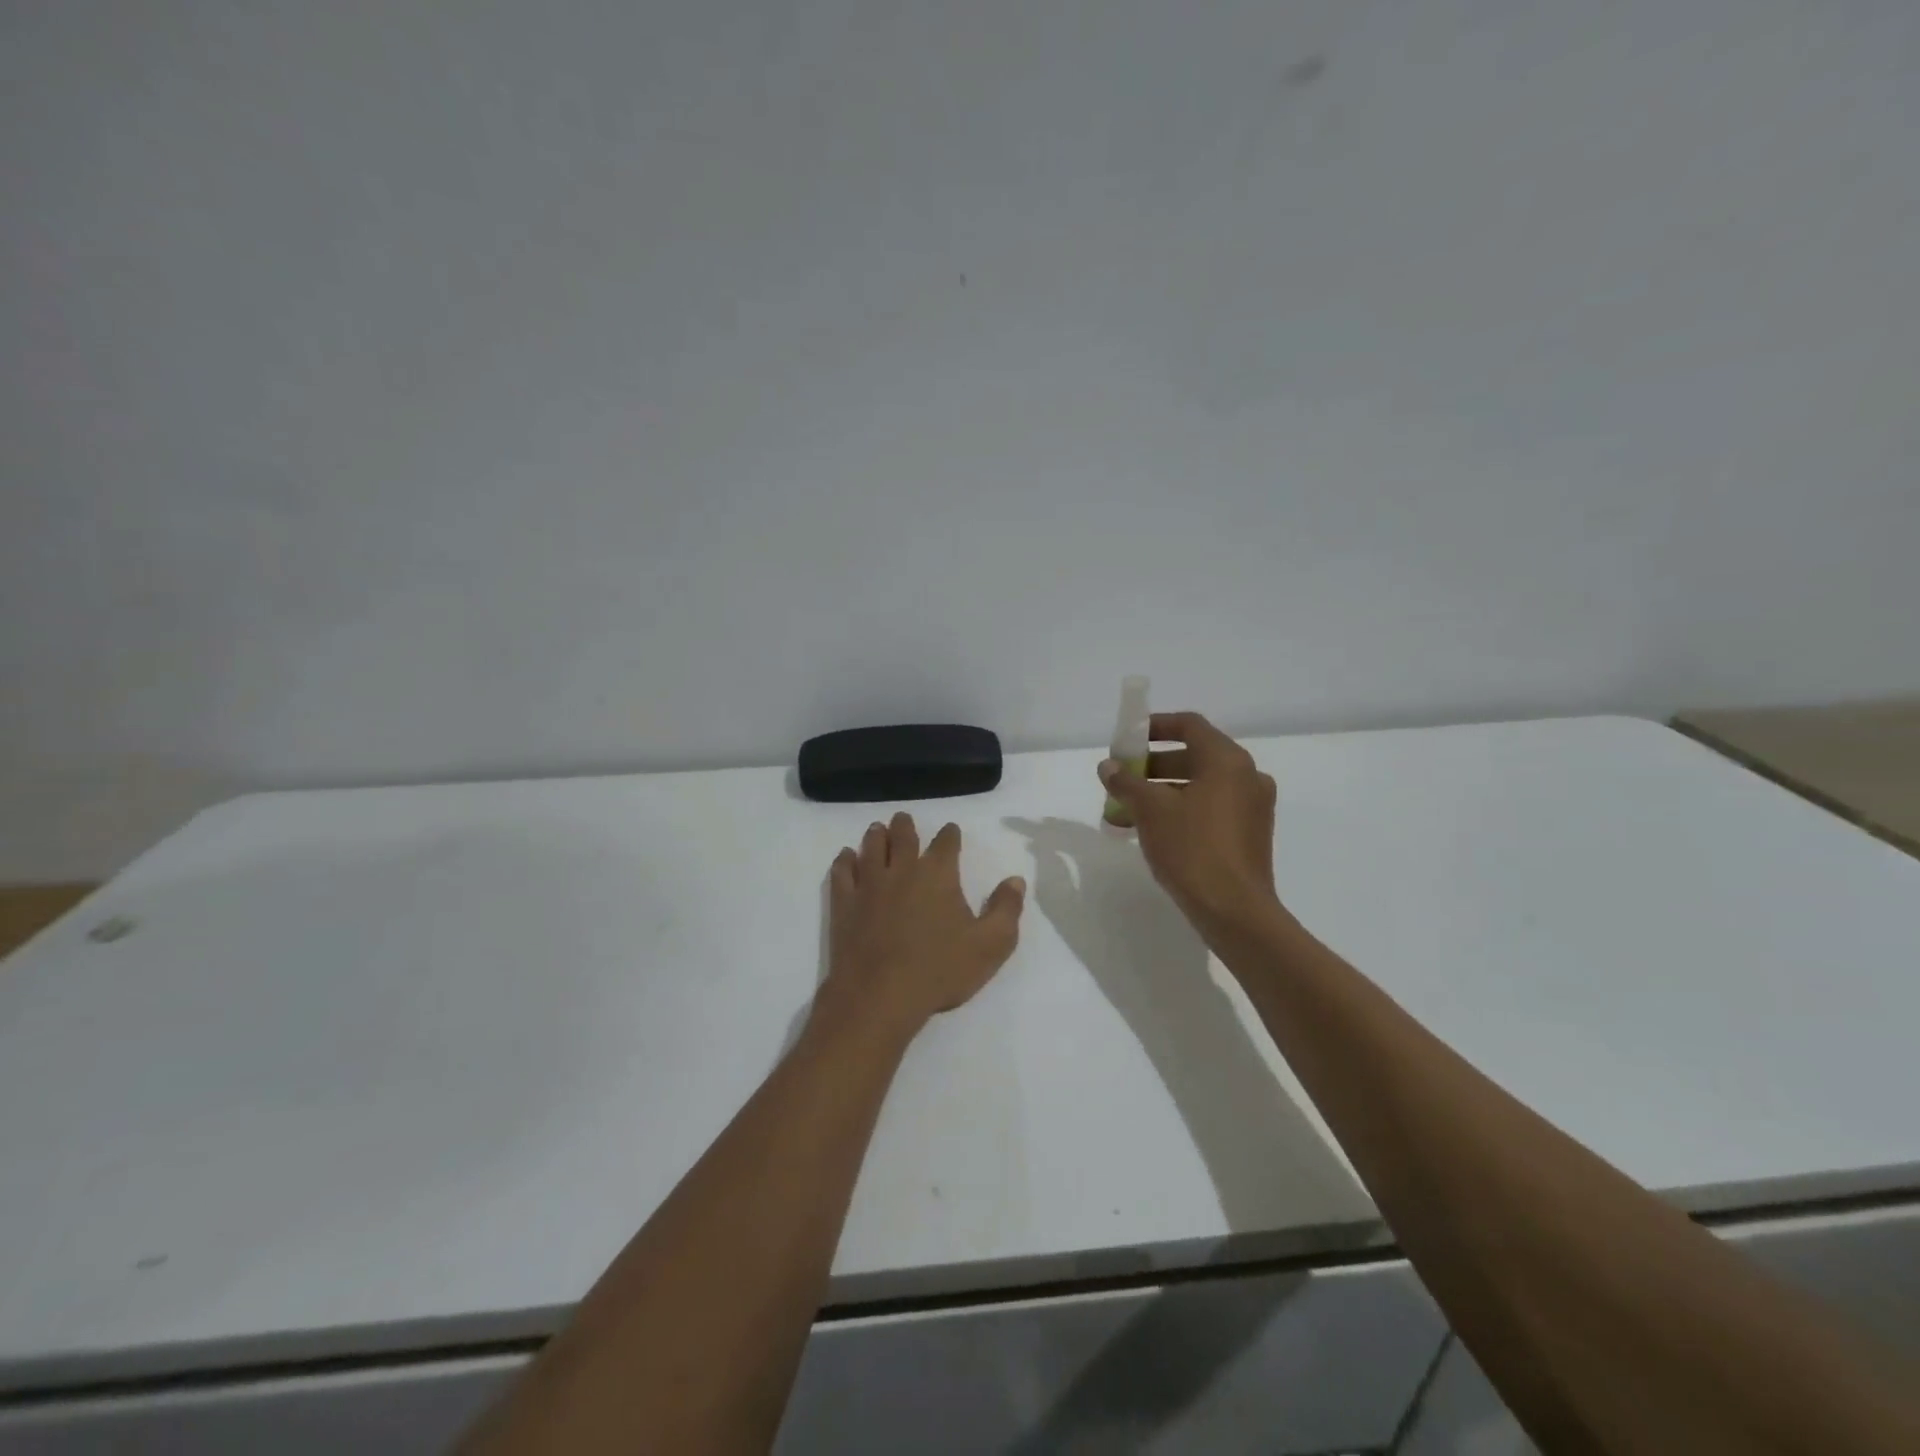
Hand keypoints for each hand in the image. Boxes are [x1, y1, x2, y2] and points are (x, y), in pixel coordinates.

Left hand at [819, 813, 1026, 1040]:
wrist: (880, 996)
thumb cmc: (940, 970)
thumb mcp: (991, 945)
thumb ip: (1006, 909)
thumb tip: (1015, 880)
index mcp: (938, 874)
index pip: (946, 843)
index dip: (950, 834)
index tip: (950, 831)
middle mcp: (902, 869)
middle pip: (903, 837)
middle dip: (906, 826)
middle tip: (903, 819)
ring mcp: (869, 884)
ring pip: (871, 848)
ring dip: (876, 836)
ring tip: (877, 829)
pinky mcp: (844, 904)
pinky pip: (842, 872)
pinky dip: (844, 860)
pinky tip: (846, 857)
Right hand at [1098, 711, 1281, 936]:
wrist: (1234, 911)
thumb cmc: (1192, 848)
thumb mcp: (1150, 810)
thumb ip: (1126, 782)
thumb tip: (1108, 767)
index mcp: (1227, 761)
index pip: (1189, 725)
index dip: (1155, 726)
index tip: (1127, 739)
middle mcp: (1247, 776)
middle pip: (1194, 756)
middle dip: (1152, 765)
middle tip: (1122, 778)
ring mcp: (1252, 807)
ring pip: (1200, 786)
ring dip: (1163, 792)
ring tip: (1127, 811)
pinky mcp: (1250, 835)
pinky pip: (1211, 809)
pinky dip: (1182, 811)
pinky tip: (1152, 832)